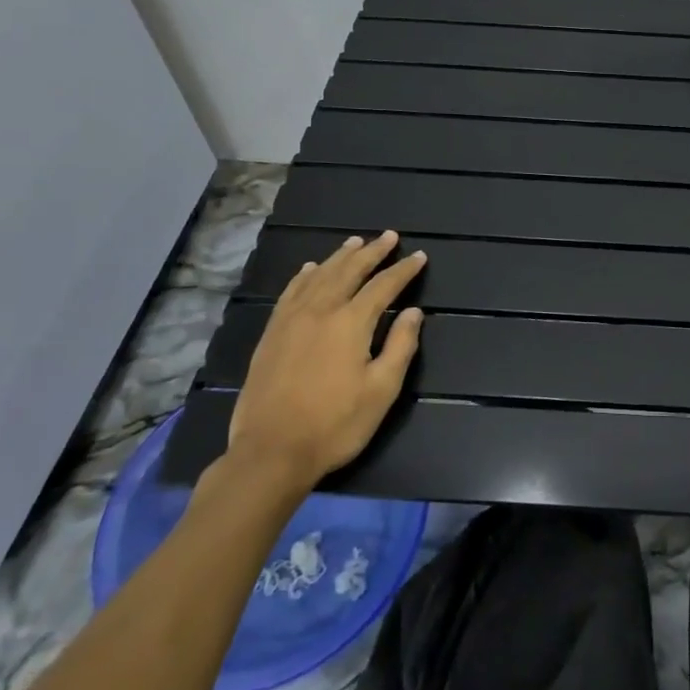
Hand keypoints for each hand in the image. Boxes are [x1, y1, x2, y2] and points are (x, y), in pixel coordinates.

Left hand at [224, 231, 426, 498]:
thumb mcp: (382, 390)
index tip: (419, 256)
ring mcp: (291, 320)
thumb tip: (414, 312)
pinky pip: (290, 292)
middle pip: (349, 271)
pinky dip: (304, 276)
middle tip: (389, 237)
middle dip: (372, 252)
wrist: (271, 452)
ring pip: (319, 276)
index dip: (403, 270)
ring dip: (340, 257)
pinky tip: (310, 269)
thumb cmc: (335, 424)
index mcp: (351, 323)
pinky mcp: (272, 334)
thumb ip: (400, 346)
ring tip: (354, 242)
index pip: (383, 286)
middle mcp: (321, 311)